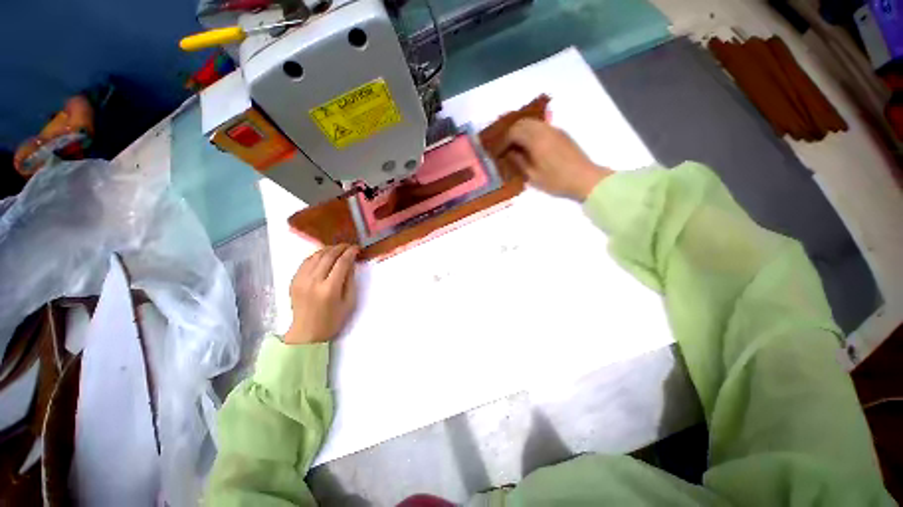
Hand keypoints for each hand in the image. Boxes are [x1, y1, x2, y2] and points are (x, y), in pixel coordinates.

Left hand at [285, 244, 359, 344]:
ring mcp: (301, 280)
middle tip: (349, 246)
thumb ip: (350, 280)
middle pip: (328, 256)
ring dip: (328, 249)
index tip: (357, 248)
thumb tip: (351, 262)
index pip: (342, 263)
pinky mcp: (293, 280)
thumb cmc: (333, 320)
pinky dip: (316, 255)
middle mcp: (313, 281)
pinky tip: (324, 256)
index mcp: (329, 289)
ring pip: (315, 256)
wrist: (307, 332)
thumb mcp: (349, 302)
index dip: (350, 252)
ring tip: (338, 249)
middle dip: (340, 248)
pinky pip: (305, 262)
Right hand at [501, 119, 611, 200]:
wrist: (585, 179)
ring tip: (515, 147)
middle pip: (522, 123)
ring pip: (532, 123)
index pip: (513, 132)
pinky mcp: (561, 133)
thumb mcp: (533, 176)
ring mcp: (554, 130)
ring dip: (521, 132)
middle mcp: (544, 129)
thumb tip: (509, 153)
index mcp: (536, 140)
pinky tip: (529, 146)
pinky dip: (531, 132)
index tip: (498, 152)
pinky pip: (541, 127)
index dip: (503, 141)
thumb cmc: (556, 181)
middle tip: (505, 148)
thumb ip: (519, 161)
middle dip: (510, 133)